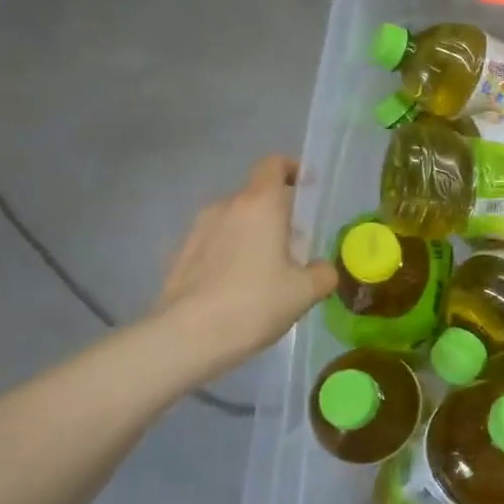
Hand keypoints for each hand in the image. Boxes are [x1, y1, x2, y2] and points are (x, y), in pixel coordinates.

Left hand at [155, 156, 335, 374]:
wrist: (186, 338)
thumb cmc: (254, 303)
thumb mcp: (304, 292)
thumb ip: (323, 273)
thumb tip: (322, 268)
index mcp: (260, 204)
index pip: (274, 165)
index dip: (292, 170)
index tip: (306, 189)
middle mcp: (226, 206)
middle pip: (256, 196)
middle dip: (276, 214)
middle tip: (293, 248)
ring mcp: (198, 229)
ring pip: (234, 220)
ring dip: (251, 236)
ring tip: (264, 273)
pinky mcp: (180, 254)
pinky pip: (214, 243)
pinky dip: (229, 255)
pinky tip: (236, 289)